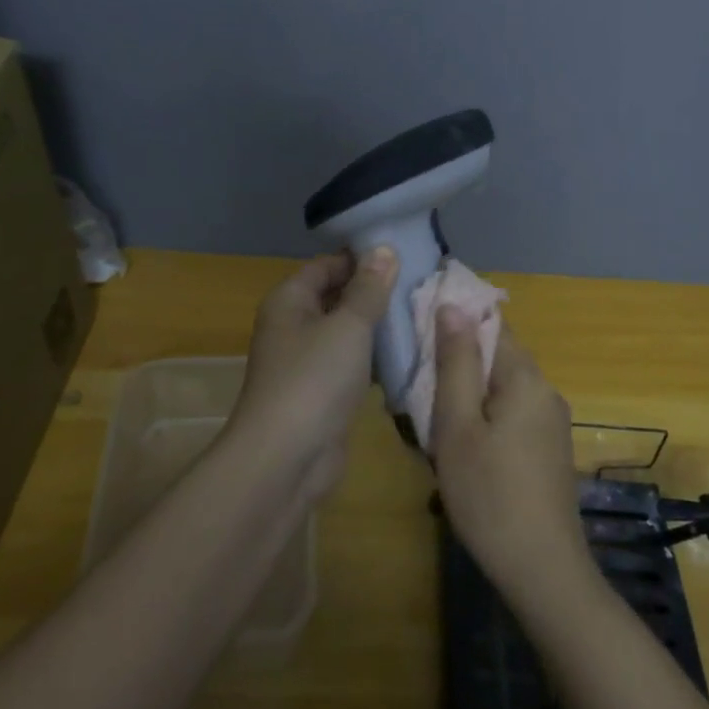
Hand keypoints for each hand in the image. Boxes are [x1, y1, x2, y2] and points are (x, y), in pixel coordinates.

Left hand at [229, 248, 397, 499]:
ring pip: (346, 333)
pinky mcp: (322, 393)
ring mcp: (307, 362)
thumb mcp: (348, 326)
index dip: (361, 258)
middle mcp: (294, 326)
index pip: (327, 265)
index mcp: (290, 301)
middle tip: (421, 285)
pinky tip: (408, 355)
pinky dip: (375, 359)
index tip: (405, 255)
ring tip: (422, 315)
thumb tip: (384, 249)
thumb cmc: (314, 379)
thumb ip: (369, 289)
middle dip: (374, 292)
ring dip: (378, 327)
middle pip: (336, 297)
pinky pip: (351, 364)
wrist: (286, 459)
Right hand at [429, 309, 588, 596]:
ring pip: (501, 389)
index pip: (491, 323)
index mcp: (525, 377)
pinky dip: (484, 418)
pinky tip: (461, 449)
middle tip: (416, 388)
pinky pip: (511, 414)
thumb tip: (453, 305)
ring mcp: (552, 422)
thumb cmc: (489, 494)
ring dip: (467, 396)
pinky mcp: (549, 449)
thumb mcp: (458, 425)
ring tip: (431, 423)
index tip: (418, 333)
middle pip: (496, 357)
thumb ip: (456, 362)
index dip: (455, 320)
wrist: (542, 569)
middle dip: (457, 365)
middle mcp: (546, 391)